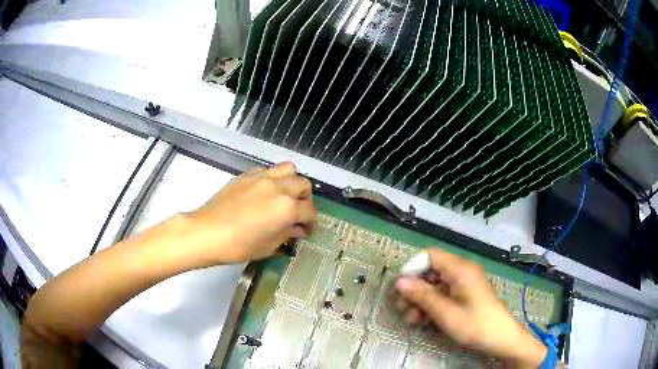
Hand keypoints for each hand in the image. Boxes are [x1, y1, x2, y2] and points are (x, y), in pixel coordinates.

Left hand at [173, 162, 315, 267]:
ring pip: (288, 169)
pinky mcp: (247, 175)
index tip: (305, 229)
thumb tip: (297, 228)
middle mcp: (278, 188)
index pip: (309, 211)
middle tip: (297, 213)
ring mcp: (262, 178)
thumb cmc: (238, 246)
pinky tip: (264, 192)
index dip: (311, 222)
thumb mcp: (268, 246)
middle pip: (303, 185)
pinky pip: (268, 170)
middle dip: (305, 199)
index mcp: (287, 208)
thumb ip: (287, 233)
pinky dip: (273, 179)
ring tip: (284, 196)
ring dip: (292, 182)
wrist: (207, 232)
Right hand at [395, 249, 546, 367]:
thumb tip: (399, 282)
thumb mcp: (445, 312)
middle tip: (401, 309)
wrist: (500, 339)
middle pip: (430, 272)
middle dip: (414, 290)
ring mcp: (463, 284)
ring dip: (420, 302)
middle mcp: (461, 272)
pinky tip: (424, 322)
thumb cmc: (474, 324)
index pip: (429, 255)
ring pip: (434, 286)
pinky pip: (443, 295)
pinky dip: (431, 307)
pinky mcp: (464, 296)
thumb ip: (422, 295)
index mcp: (460, 268)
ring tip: (412, 321)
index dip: (412, 269)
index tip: (399, 289)